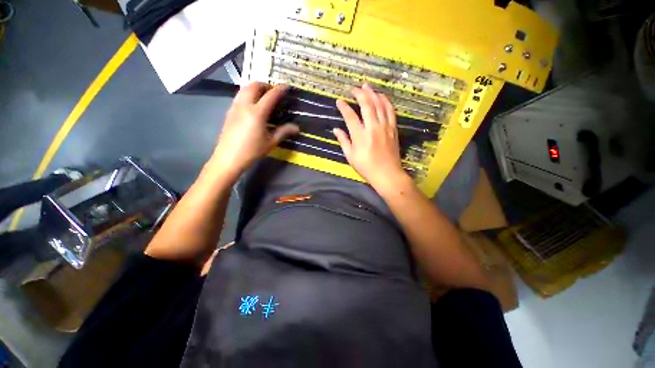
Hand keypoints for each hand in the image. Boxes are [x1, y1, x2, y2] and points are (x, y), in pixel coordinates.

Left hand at [210, 82, 298, 177]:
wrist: (229, 158)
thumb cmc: (252, 151)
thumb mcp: (271, 142)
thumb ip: (284, 132)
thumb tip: (297, 128)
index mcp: (257, 113)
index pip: (270, 95)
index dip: (279, 89)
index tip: (286, 86)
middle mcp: (245, 105)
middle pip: (254, 86)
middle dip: (265, 85)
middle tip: (274, 92)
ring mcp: (235, 107)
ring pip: (244, 89)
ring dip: (255, 88)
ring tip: (264, 97)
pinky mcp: (229, 112)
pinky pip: (239, 96)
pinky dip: (248, 94)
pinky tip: (253, 106)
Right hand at [333, 84, 410, 193]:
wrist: (387, 174)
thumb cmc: (366, 167)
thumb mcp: (351, 156)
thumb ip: (343, 141)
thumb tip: (336, 129)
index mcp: (360, 136)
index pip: (350, 116)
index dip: (344, 107)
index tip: (339, 101)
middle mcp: (373, 128)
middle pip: (367, 105)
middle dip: (359, 93)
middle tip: (353, 88)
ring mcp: (385, 127)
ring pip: (379, 104)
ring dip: (372, 93)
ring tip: (366, 86)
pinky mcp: (393, 128)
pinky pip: (390, 111)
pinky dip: (385, 101)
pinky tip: (381, 96)